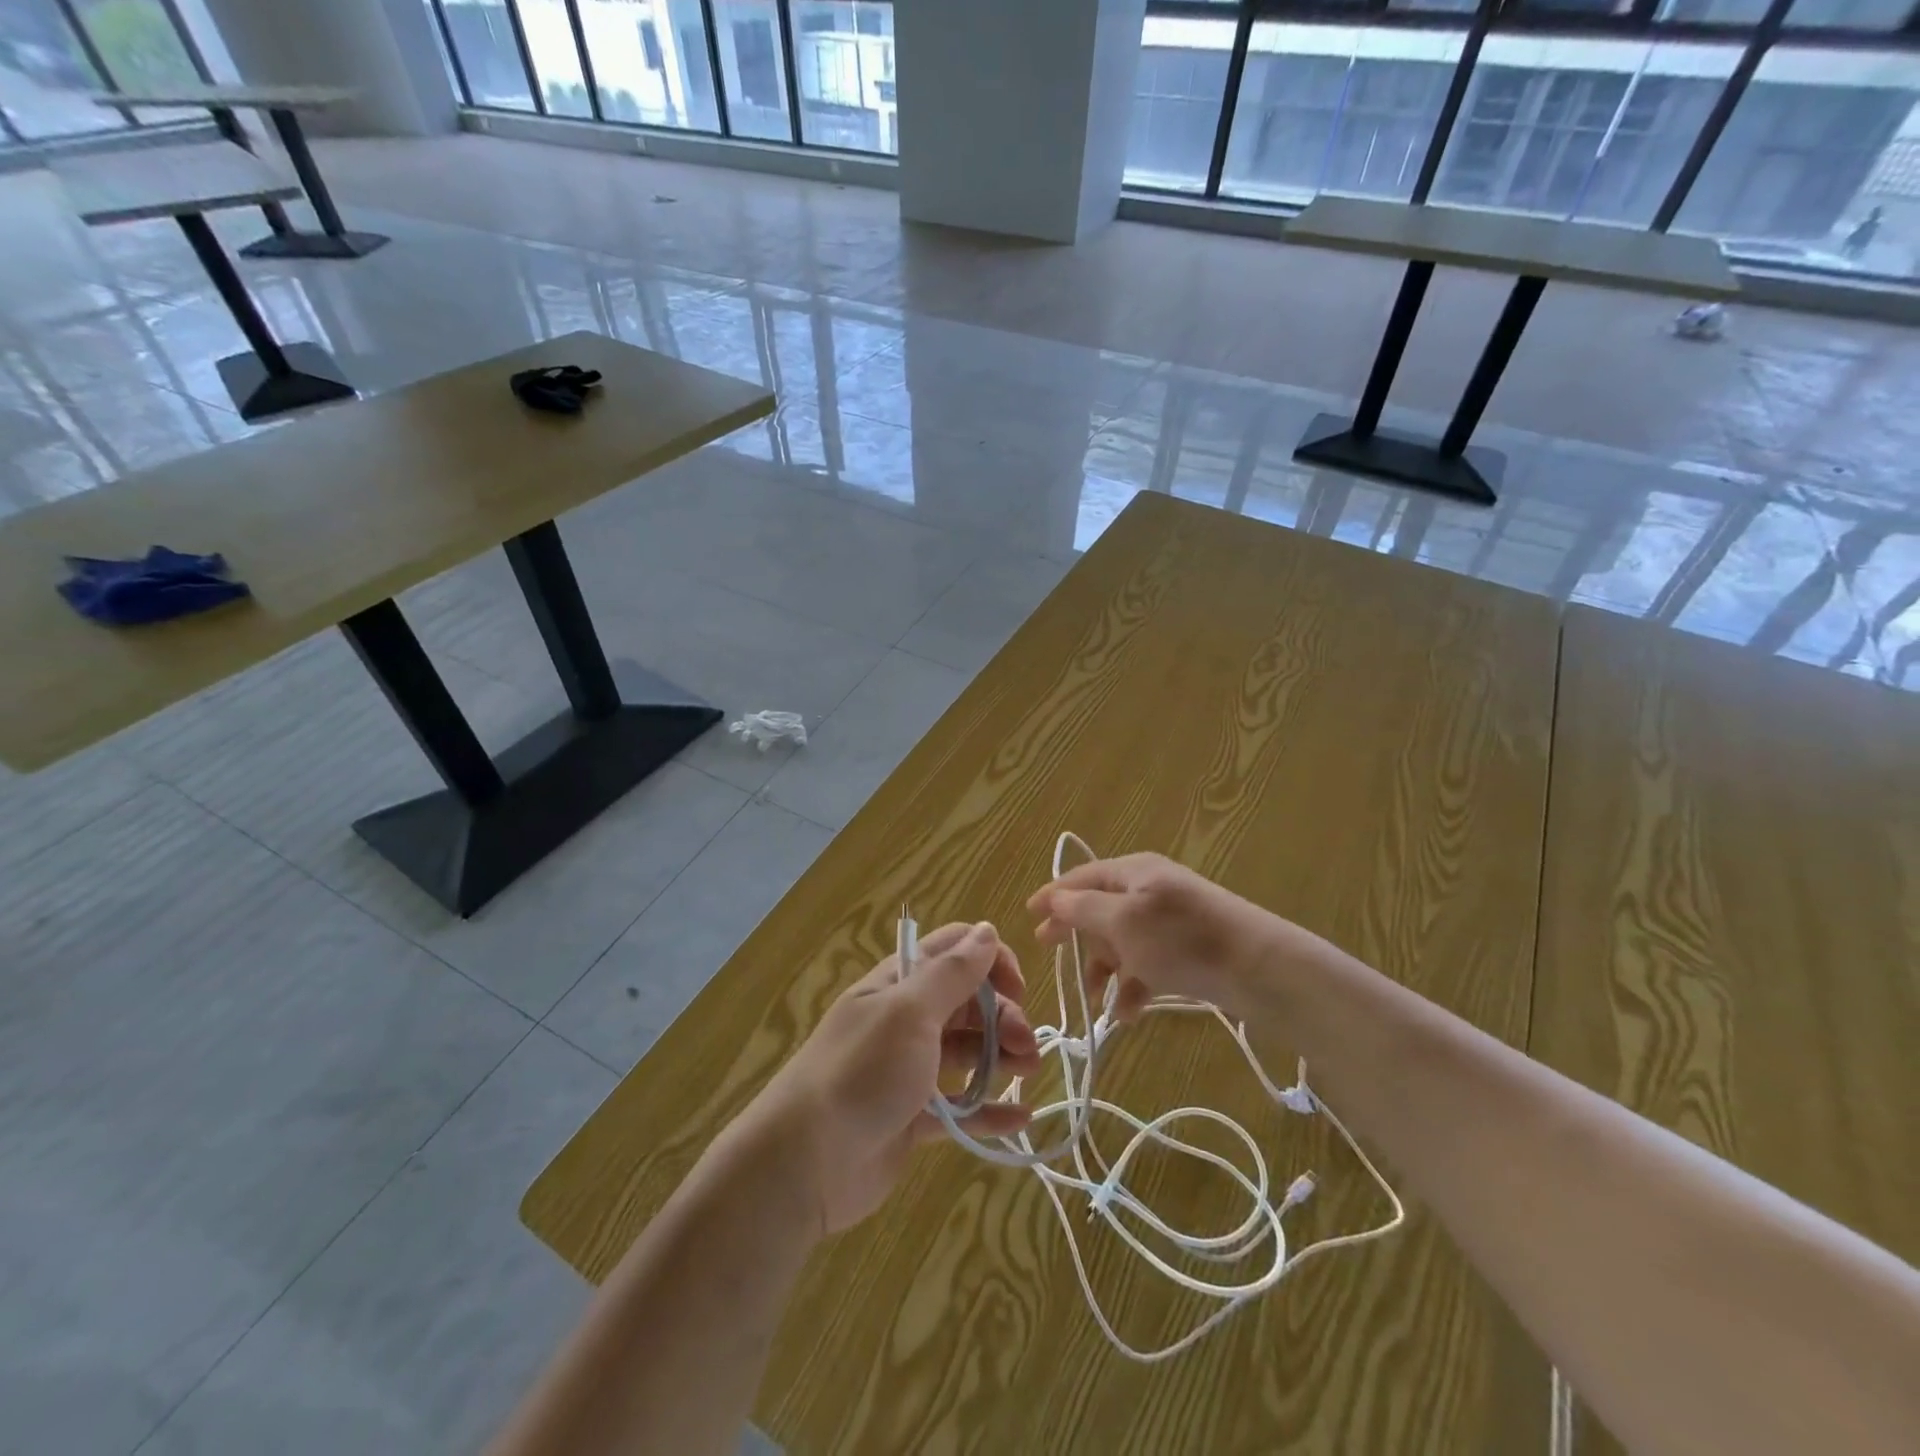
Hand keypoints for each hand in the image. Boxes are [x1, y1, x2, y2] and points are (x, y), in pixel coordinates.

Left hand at [742, 921, 1040, 1235]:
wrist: (805, 1161)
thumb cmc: (862, 1071)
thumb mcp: (910, 1012)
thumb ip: (952, 973)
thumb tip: (987, 930)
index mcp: (900, 984)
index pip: (953, 951)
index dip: (990, 961)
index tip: (1017, 989)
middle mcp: (905, 1019)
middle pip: (967, 1003)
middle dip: (1003, 1016)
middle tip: (1026, 1047)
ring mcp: (909, 1069)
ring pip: (967, 1052)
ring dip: (1001, 1057)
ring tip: (1028, 1074)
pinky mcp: (913, 1117)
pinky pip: (960, 1107)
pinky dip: (989, 1110)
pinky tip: (1021, 1119)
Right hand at [1028, 854, 1282, 1021]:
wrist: (1261, 969)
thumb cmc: (1183, 940)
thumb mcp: (1124, 921)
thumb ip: (1084, 908)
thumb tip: (1055, 898)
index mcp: (1133, 872)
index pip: (1081, 876)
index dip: (1052, 895)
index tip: (1028, 916)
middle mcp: (1150, 889)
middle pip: (1100, 909)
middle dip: (1078, 937)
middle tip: (1051, 956)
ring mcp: (1170, 919)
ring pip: (1123, 940)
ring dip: (1105, 969)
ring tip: (1096, 1001)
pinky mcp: (1188, 949)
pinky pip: (1148, 962)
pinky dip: (1134, 984)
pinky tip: (1128, 1012)